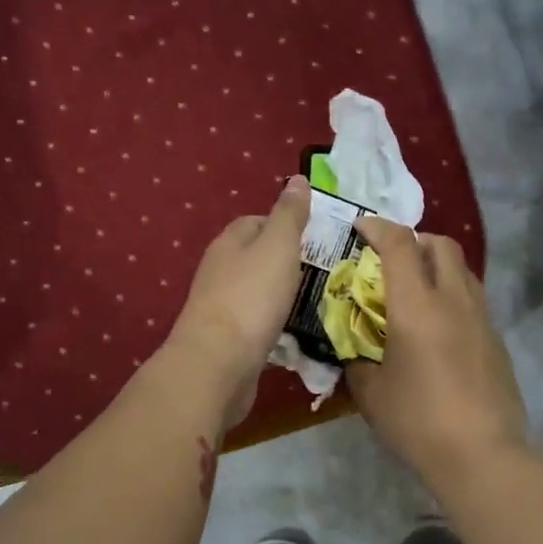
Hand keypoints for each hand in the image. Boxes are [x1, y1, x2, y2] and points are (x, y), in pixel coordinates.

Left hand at [163, 175, 310, 428]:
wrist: (219, 363)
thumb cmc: (252, 297)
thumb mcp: (278, 246)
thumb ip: (289, 215)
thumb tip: (298, 180)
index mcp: (230, 242)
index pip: (257, 221)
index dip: (286, 225)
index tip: (316, 237)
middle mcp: (220, 270)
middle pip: (257, 257)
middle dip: (287, 262)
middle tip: (324, 272)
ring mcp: (221, 306)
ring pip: (257, 292)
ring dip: (282, 295)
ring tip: (315, 302)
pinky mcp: (227, 339)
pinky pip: (256, 323)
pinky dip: (275, 324)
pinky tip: (295, 333)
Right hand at [346, 217, 527, 487]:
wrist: (482, 454)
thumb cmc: (418, 422)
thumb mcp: (371, 394)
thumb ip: (357, 361)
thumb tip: (354, 350)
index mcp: (417, 306)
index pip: (399, 244)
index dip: (377, 227)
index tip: (360, 227)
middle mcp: (454, 300)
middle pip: (441, 245)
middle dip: (414, 239)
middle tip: (390, 259)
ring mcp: (482, 318)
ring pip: (462, 269)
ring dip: (437, 265)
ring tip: (415, 289)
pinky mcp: (496, 339)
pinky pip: (473, 298)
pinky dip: (452, 294)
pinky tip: (438, 326)